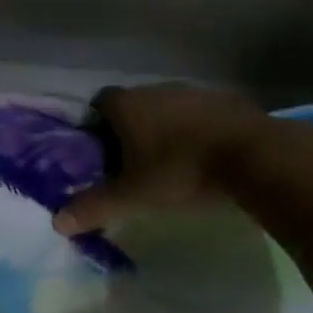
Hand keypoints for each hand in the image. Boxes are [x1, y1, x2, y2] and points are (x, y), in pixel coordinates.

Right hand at [54, 83, 269, 234]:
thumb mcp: (134, 196)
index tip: (100, 149)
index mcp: (128, 105)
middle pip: (134, 104)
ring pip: (169, 108)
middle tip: (133, 161)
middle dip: (131, 128)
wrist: (255, 157)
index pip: (99, 103)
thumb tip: (57, 223)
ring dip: (166, 127)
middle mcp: (156, 89)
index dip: (96, 124)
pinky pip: (201, 114)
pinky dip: (197, 130)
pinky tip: (206, 156)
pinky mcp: (227, 101)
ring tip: (171, 161)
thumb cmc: (182, 171)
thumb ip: (95, 206)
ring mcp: (194, 92)